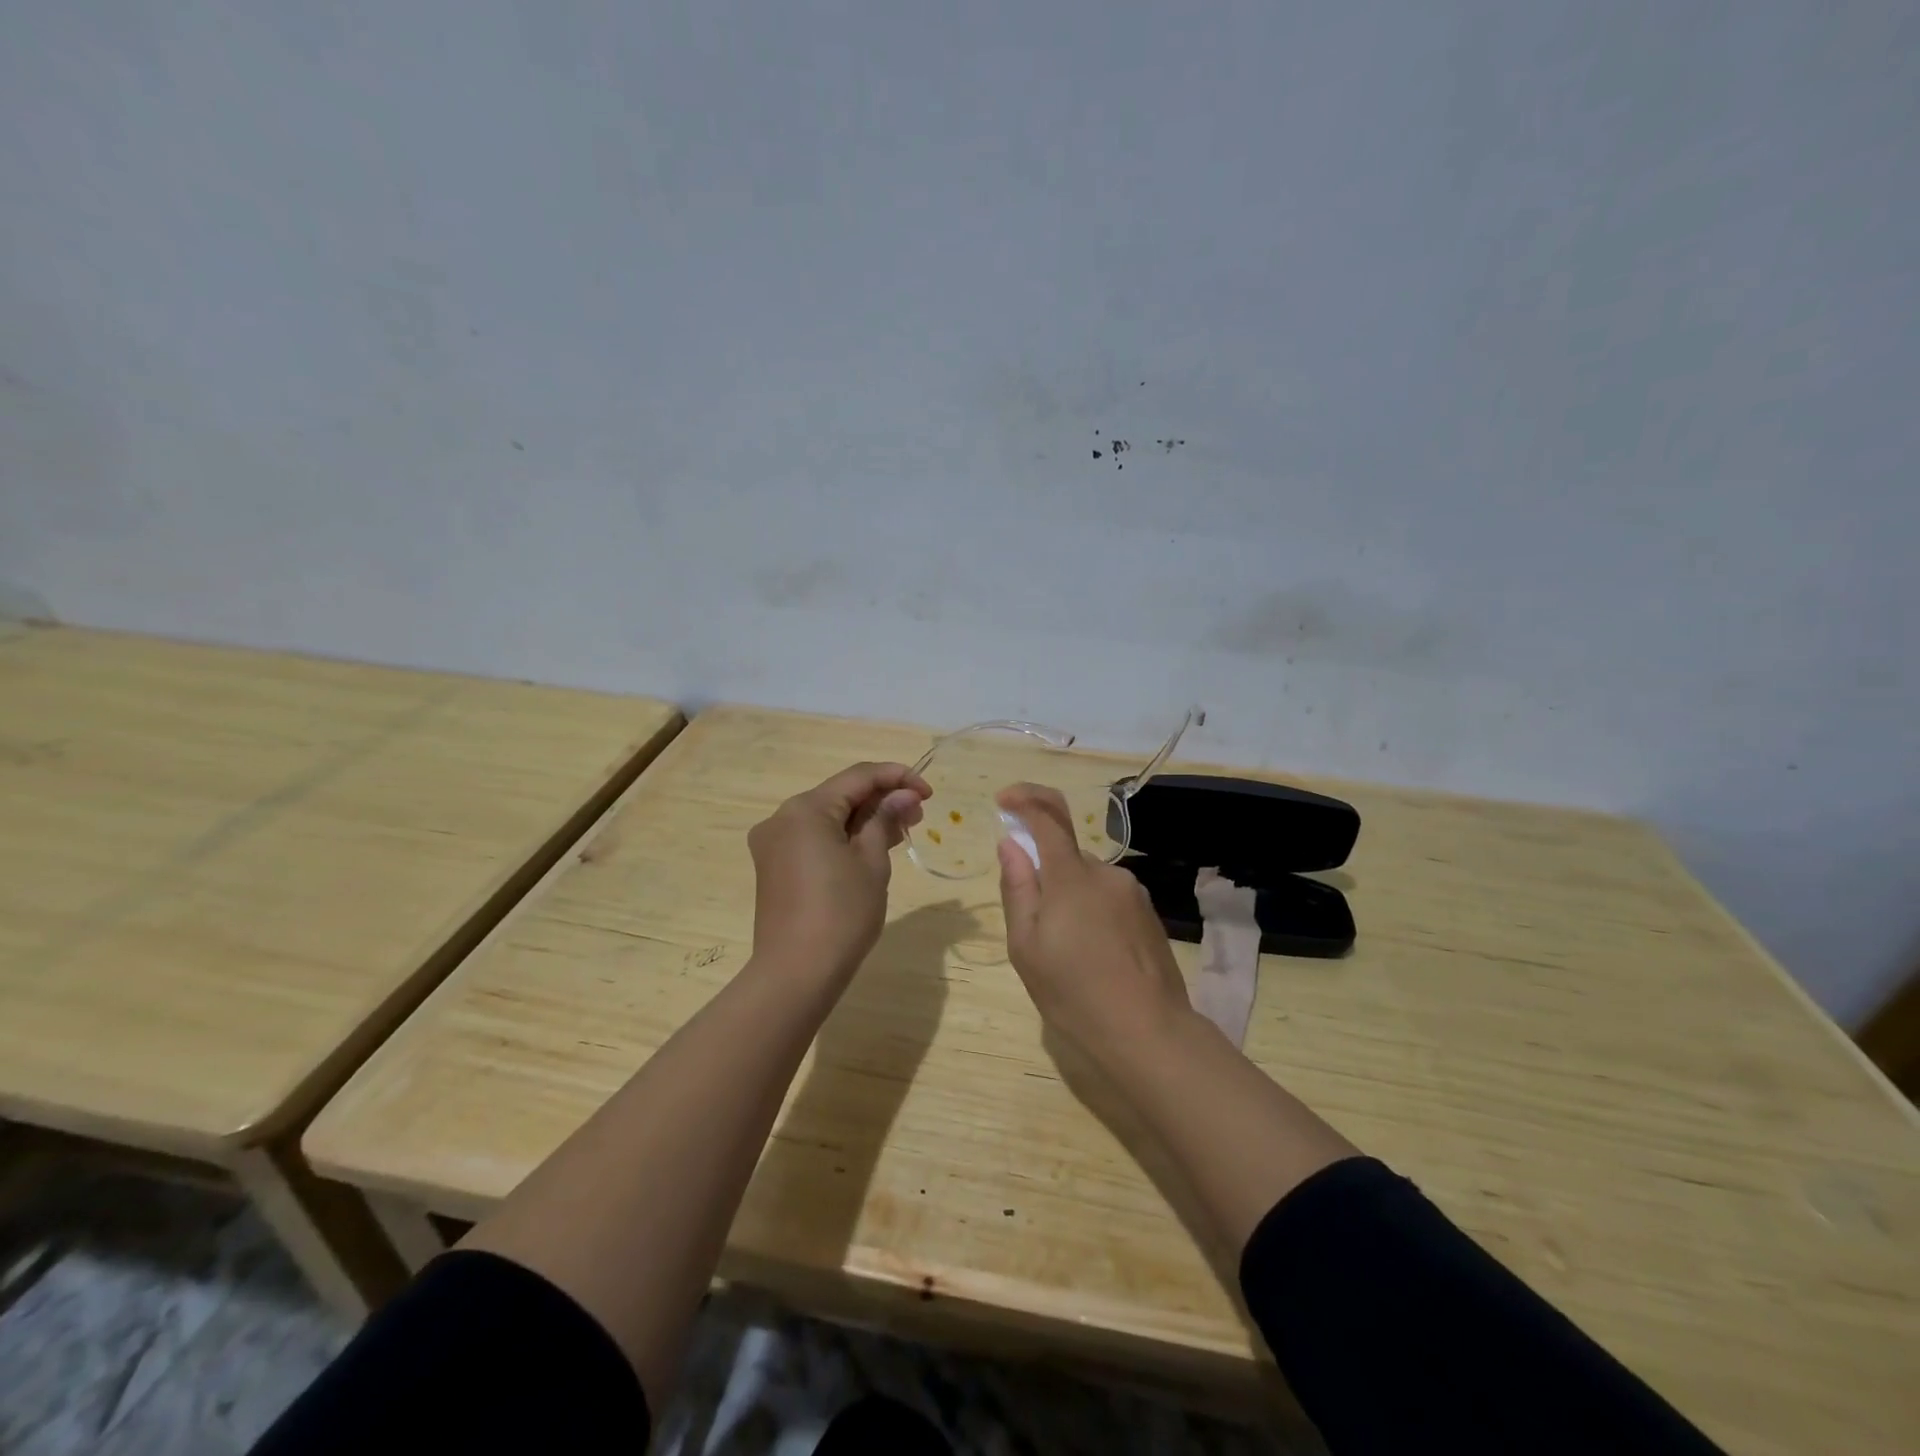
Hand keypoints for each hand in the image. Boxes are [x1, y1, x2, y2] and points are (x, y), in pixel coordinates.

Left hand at [748, 761, 929, 984]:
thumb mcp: (872, 861)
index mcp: (805, 809)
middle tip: (918, 814)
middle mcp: (782, 818)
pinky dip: (843, 837)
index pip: (858, 776)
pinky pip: (814, 838)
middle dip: (881, 799)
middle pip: (840, 795)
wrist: (796, 973)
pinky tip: (872, 847)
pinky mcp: (774, 866)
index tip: (929, 792)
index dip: (897, 777)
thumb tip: (903, 794)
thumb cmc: (842, 913)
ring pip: (827, 817)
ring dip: (864, 819)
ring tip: (902, 831)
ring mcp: (774, 843)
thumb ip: (885, 819)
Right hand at [995, 783, 1192, 1069]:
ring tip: (1066, 954)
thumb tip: (1011, 844)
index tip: (1003, 800)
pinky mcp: (1149, 915)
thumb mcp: (1027, 946)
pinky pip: (1109, 898)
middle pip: (1066, 855)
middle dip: (1045, 875)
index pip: (1048, 816)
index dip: (1024, 799)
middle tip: (1034, 928)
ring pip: (1087, 880)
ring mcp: (1132, 893)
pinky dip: (1092, 913)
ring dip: (1070, 899)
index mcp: (1071, 876)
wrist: (1149, 1033)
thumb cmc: (1075, 993)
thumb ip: (1017, 888)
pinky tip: (1094, 958)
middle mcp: (1106, 873)